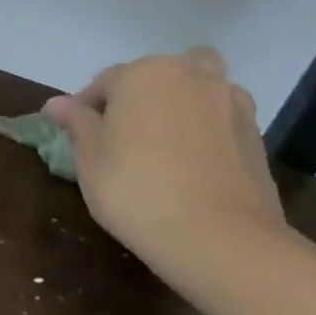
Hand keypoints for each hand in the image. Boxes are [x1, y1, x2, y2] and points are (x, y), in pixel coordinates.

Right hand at [41, 48, 284, 266]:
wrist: (223, 241)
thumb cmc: (137, 189)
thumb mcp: (89, 157)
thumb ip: (77, 123)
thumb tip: (58, 103)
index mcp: (144, 73)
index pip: (106, 81)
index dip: (88, 108)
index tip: (79, 135)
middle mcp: (192, 76)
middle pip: (158, 76)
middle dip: (141, 96)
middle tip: (124, 134)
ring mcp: (232, 106)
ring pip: (197, 92)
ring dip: (180, 107)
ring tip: (162, 146)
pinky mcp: (257, 138)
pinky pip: (219, 122)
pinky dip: (205, 133)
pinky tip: (191, 166)